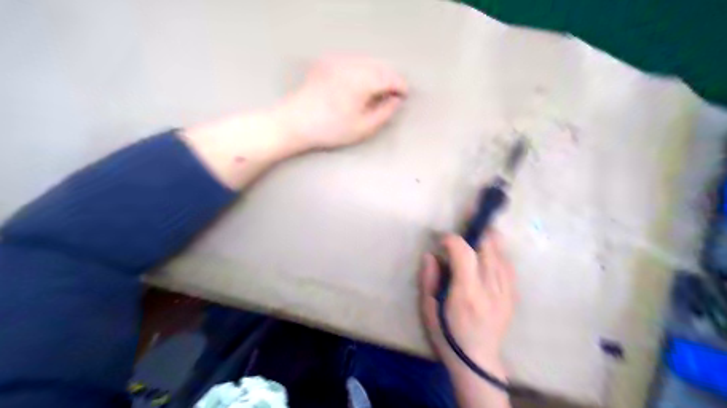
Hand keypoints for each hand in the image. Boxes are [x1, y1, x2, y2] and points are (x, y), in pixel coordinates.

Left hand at [275, 53, 408, 147]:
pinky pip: (352, 62)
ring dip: (376, 73)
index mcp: (362, 80)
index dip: (400, 86)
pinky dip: (361, 70)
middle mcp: (351, 64)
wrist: (295, 122)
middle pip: (379, 66)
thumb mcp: (362, 128)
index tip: (404, 96)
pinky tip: (358, 85)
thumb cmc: (330, 129)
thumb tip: (396, 100)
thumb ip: (384, 113)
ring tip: (376, 91)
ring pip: (366, 62)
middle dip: (389, 79)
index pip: (390, 77)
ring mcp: (337, 61)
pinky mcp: (327, 62)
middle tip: (392, 96)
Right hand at [421, 231, 516, 380]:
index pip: (464, 253)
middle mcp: (489, 289)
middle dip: (475, 232)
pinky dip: (498, 254)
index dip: (453, 240)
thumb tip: (430, 255)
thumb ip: (428, 280)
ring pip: (501, 254)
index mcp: (466, 293)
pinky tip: (490, 254)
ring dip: (488, 240)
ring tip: (477, 235)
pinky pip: (509, 266)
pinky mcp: (513, 296)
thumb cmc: (448, 336)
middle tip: (464, 228)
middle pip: (488, 248)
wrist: (478, 361)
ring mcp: (505, 293)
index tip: (443, 240)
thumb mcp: (428, 310)